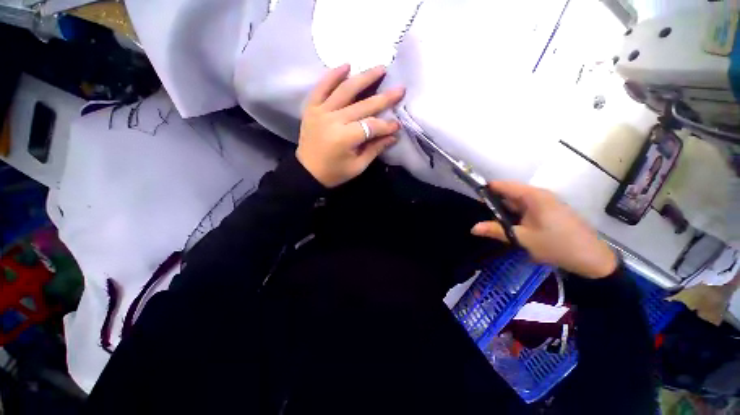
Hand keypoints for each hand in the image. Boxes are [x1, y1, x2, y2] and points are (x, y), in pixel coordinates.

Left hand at [297, 64, 405, 187]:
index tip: (398, 125)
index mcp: (345, 138)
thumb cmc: (334, 173)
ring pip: (345, 90)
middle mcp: (333, 120)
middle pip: (363, 105)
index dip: (387, 125)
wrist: (307, 172)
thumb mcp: (358, 166)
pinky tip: (346, 65)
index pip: (372, 126)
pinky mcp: (311, 108)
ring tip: (380, 68)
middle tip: (400, 89)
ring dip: (364, 77)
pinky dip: (333, 75)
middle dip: (384, 98)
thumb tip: (393, 136)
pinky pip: (322, 87)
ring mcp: (321, 111)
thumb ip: (375, 148)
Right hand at [471, 182, 617, 278]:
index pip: (503, 185)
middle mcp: (539, 195)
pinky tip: (511, 226)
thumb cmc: (557, 245)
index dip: (487, 189)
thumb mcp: (523, 239)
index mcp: (533, 196)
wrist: (593, 260)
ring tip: (492, 222)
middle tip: (481, 214)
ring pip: (517, 202)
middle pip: (510, 193)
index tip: (474, 197)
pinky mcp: (549, 212)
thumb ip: (496, 231)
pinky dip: (515, 215)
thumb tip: (473, 228)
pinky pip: (526, 208)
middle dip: (494, 203)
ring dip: (505, 211)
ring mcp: (546, 203)